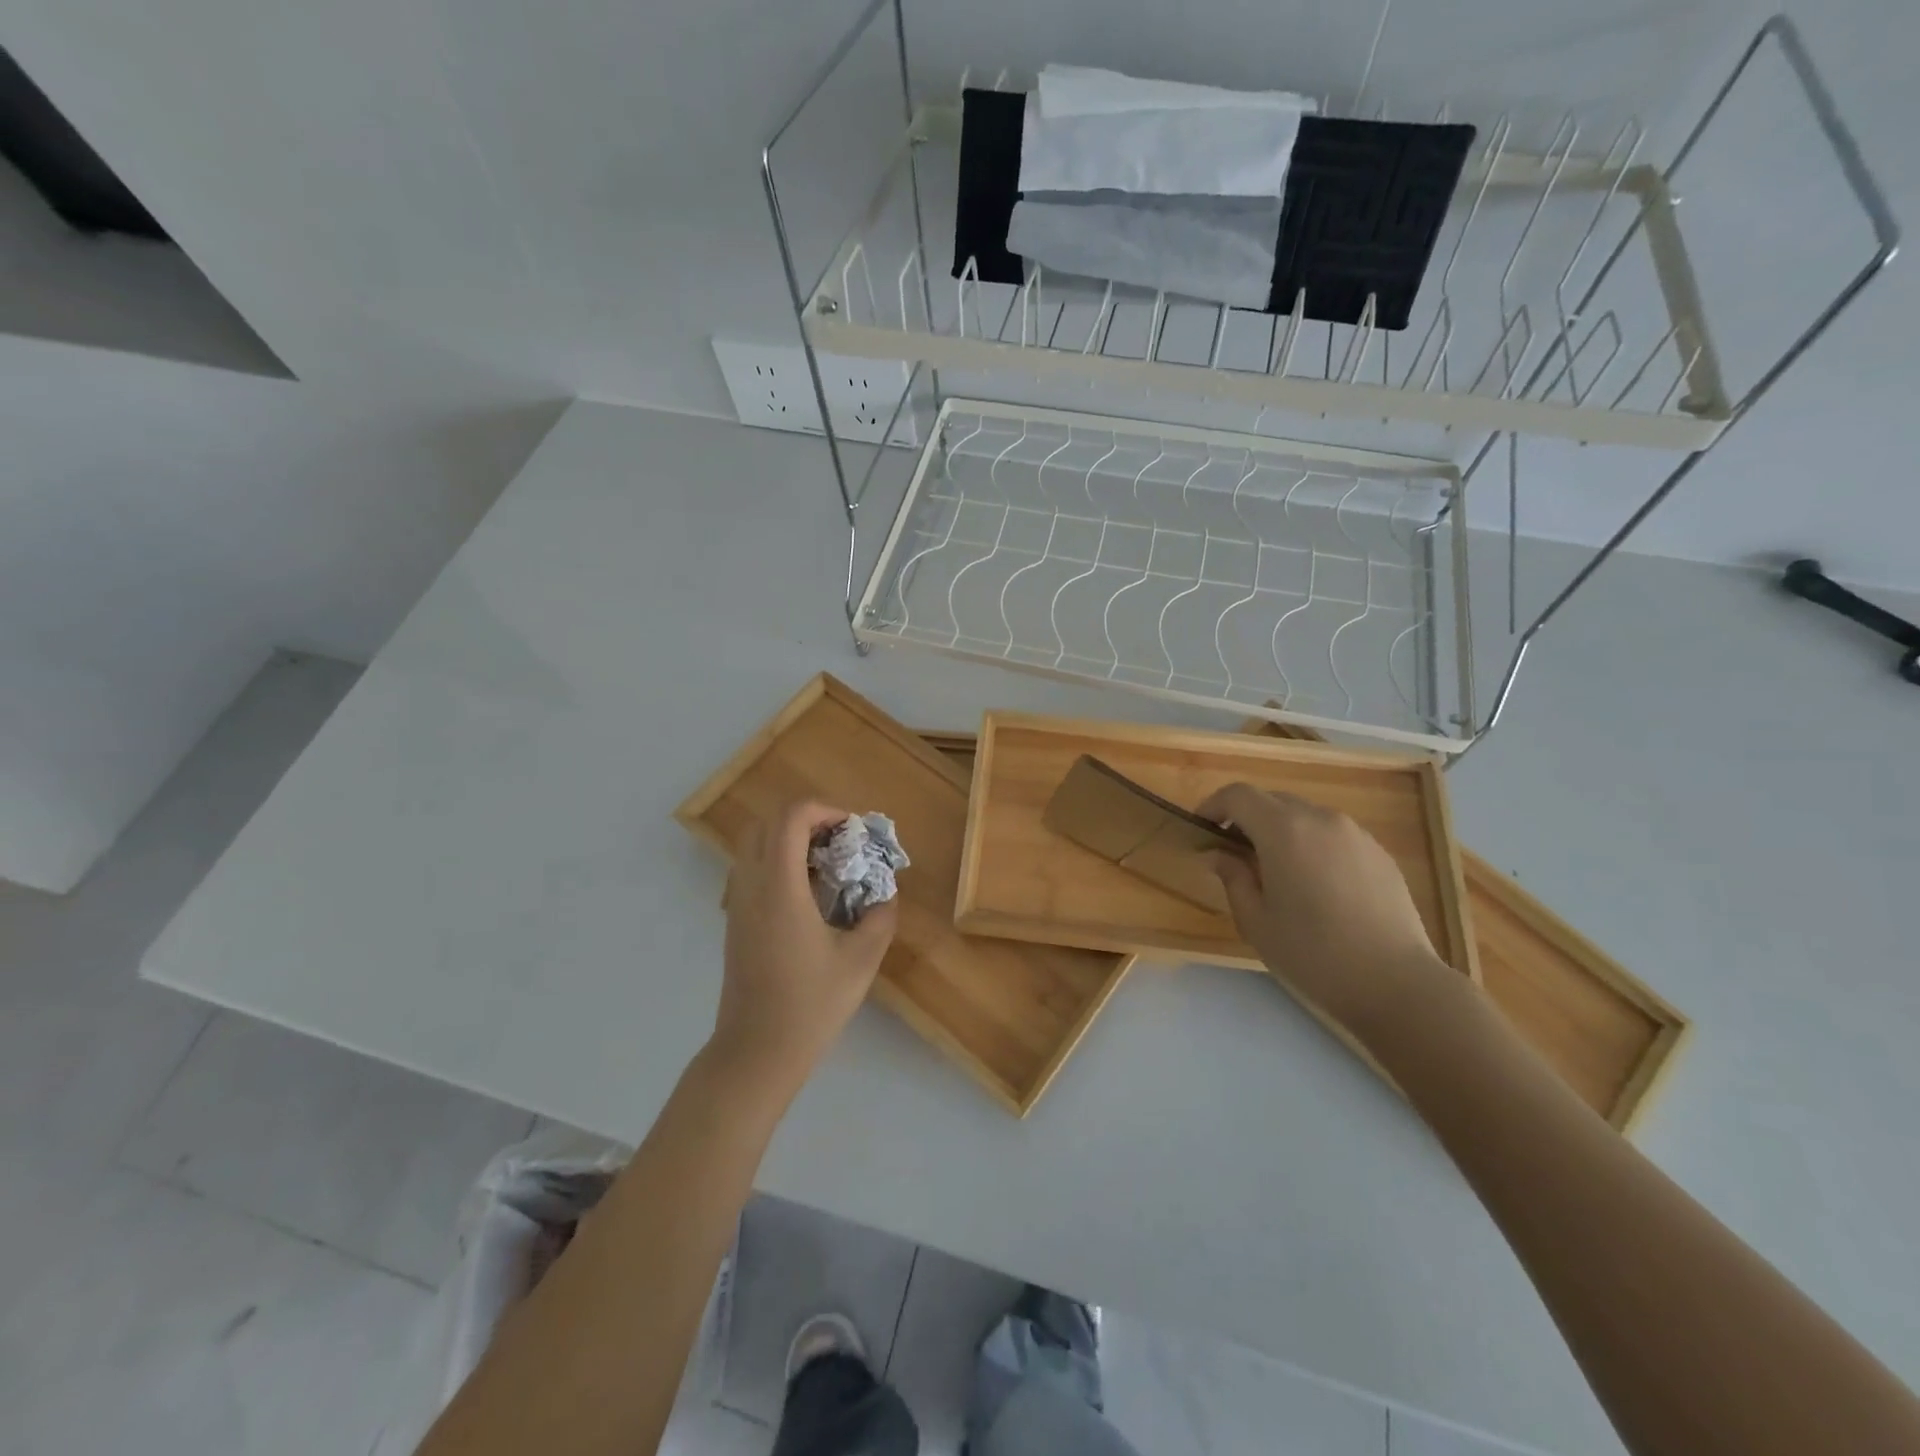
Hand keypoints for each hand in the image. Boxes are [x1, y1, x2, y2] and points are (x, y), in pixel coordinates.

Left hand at [712, 800, 898, 1093]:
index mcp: (780, 888)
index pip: (791, 817)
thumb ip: (880, 917)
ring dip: (790, 839)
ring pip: (755, 844)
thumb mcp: (861, 960)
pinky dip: (778, 861)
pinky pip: (752, 868)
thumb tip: (884, 894)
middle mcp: (751, 885)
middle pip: (767, 821)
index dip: (825, 810)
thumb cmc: (810, 1005)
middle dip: (807, 819)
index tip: (853, 830)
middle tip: (841, 841)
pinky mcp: (735, 921)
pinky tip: (808, 893)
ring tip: (827, 864)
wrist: (756, 1052)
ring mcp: (737, 903)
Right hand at [1198, 783, 1460, 1036]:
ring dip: (1281, 830)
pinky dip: (1312, 844)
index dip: (1214, 805)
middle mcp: (1320, 819)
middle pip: (1272, 800)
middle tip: (1234, 853)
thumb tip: (1220, 855)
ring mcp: (1355, 834)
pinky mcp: (1379, 853)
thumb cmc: (1312, 954)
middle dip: (1246, 818)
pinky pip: (1333, 834)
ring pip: (1305, 815)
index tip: (1202, 828)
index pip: (1239, 795)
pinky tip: (1315, 885)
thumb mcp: (1256, 921)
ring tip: (1276, 870)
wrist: (1396, 983)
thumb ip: (1233, 878)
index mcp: (1283, 830)